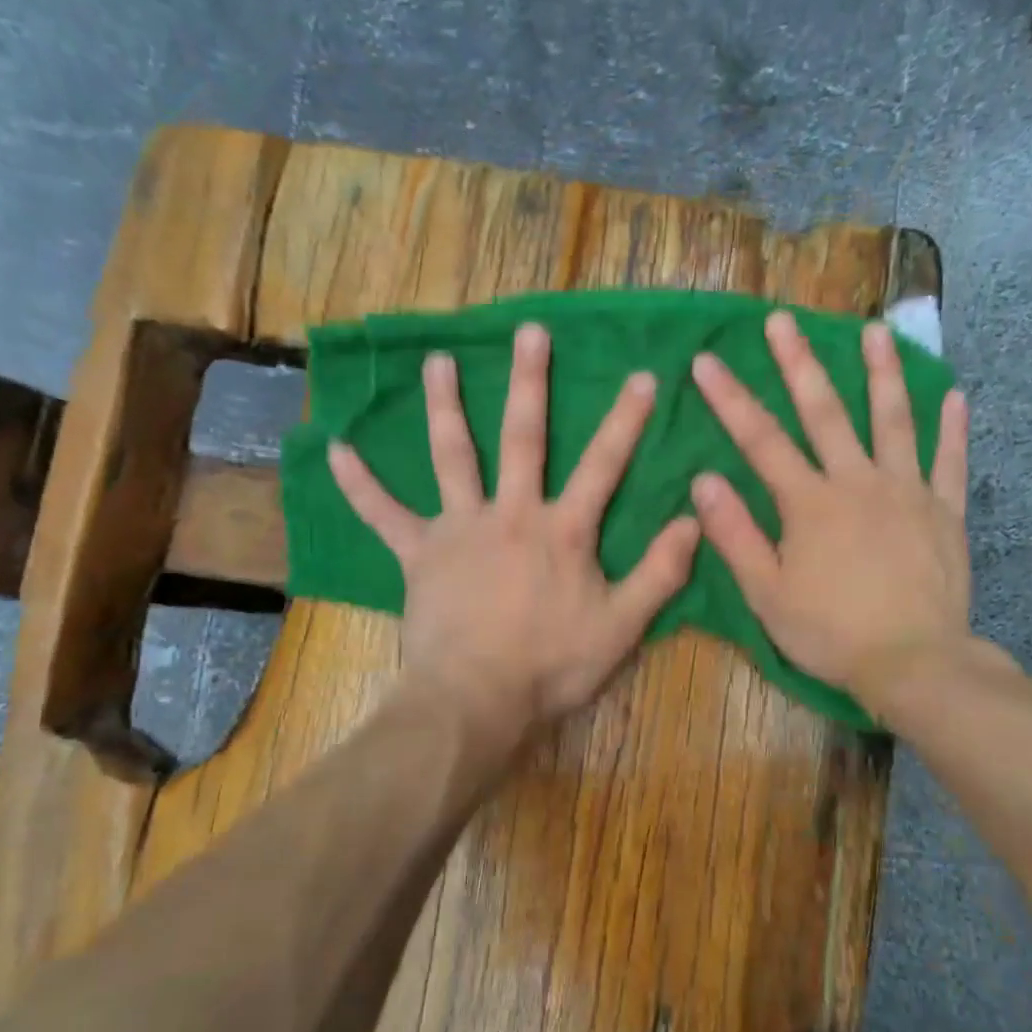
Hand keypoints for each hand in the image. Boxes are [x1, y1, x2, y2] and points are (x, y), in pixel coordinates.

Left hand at [328, 323, 700, 760]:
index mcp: (562, 530)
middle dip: (530, 382)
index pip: (604, 465)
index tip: (642, 376)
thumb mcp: (622, 626)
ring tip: (437, 361)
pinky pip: (383, 514)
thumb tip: (695, 521)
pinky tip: (336, 450)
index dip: (626, 421)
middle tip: (529, 332)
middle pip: (522, 438)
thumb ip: (660, 573)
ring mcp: (460, 529)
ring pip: (453, 456)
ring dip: (446, 406)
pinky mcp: (418, 554)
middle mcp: (512, 514)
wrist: (476, 699)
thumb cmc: (552, 665)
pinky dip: (361, 483)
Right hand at [690, 310, 971, 722]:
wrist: (913, 663)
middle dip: (799, 363)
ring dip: (882, 373)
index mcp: (809, 503)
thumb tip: (704, 480)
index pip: (761, 440)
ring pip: (894, 421)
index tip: (707, 360)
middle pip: (825, 412)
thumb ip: (735, 534)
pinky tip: (955, 395)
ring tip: (876, 331)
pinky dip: (953, 428)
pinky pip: (950, 462)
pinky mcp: (945, 512)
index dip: (730, 399)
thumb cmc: (830, 633)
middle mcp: (858, 482)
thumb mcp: (767, 594)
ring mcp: (907, 492)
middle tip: (784, 319)